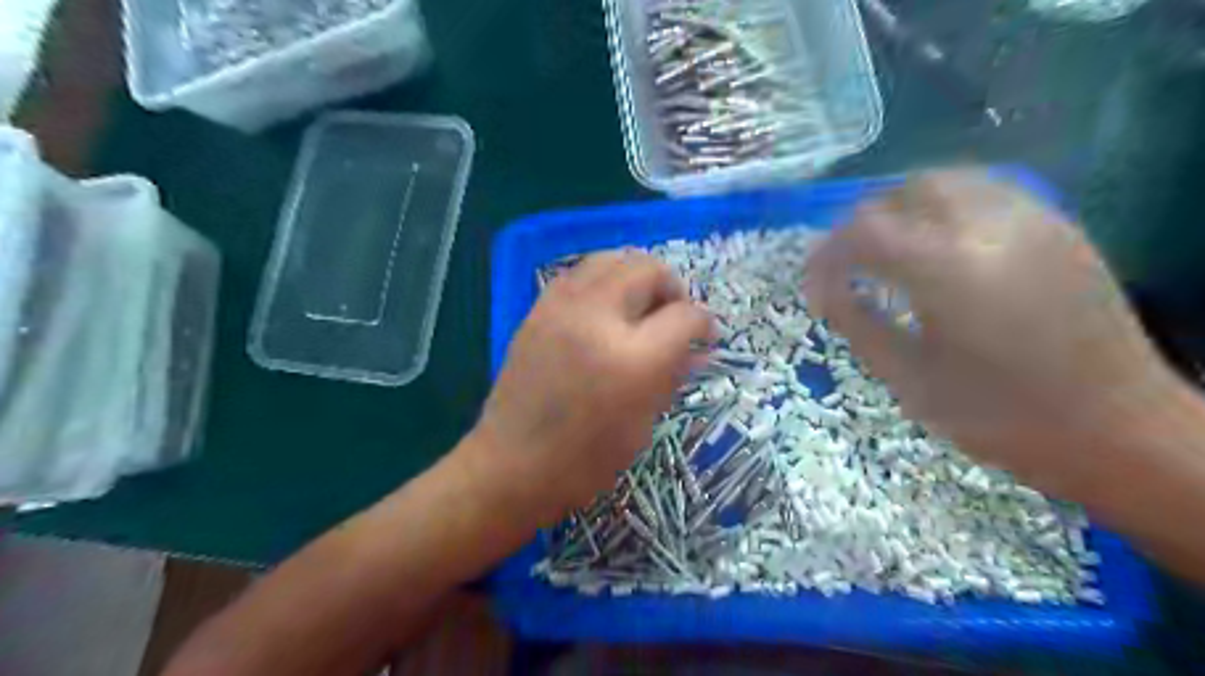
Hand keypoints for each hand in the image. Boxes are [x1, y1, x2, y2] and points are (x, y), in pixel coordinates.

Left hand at [469, 250, 712, 524]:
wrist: (512, 463)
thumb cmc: (586, 459)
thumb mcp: (644, 423)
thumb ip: (674, 374)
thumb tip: (699, 349)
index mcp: (633, 358)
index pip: (685, 315)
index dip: (704, 323)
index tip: (705, 336)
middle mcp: (598, 318)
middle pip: (649, 269)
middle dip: (673, 287)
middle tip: (673, 315)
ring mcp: (562, 307)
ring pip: (613, 258)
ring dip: (637, 275)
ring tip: (642, 305)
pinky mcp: (538, 308)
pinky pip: (581, 272)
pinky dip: (604, 279)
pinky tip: (607, 307)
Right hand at [803, 169, 1182, 496]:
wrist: (1119, 431)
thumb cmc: (1000, 416)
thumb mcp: (908, 379)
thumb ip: (857, 323)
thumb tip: (824, 291)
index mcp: (946, 270)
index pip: (863, 233)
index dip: (826, 256)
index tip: (814, 288)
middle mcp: (989, 226)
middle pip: (904, 191)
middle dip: (862, 223)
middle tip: (846, 265)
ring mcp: (1032, 220)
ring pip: (947, 180)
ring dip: (902, 207)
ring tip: (887, 249)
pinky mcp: (1058, 227)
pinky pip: (986, 192)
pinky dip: (944, 207)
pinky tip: (936, 245)